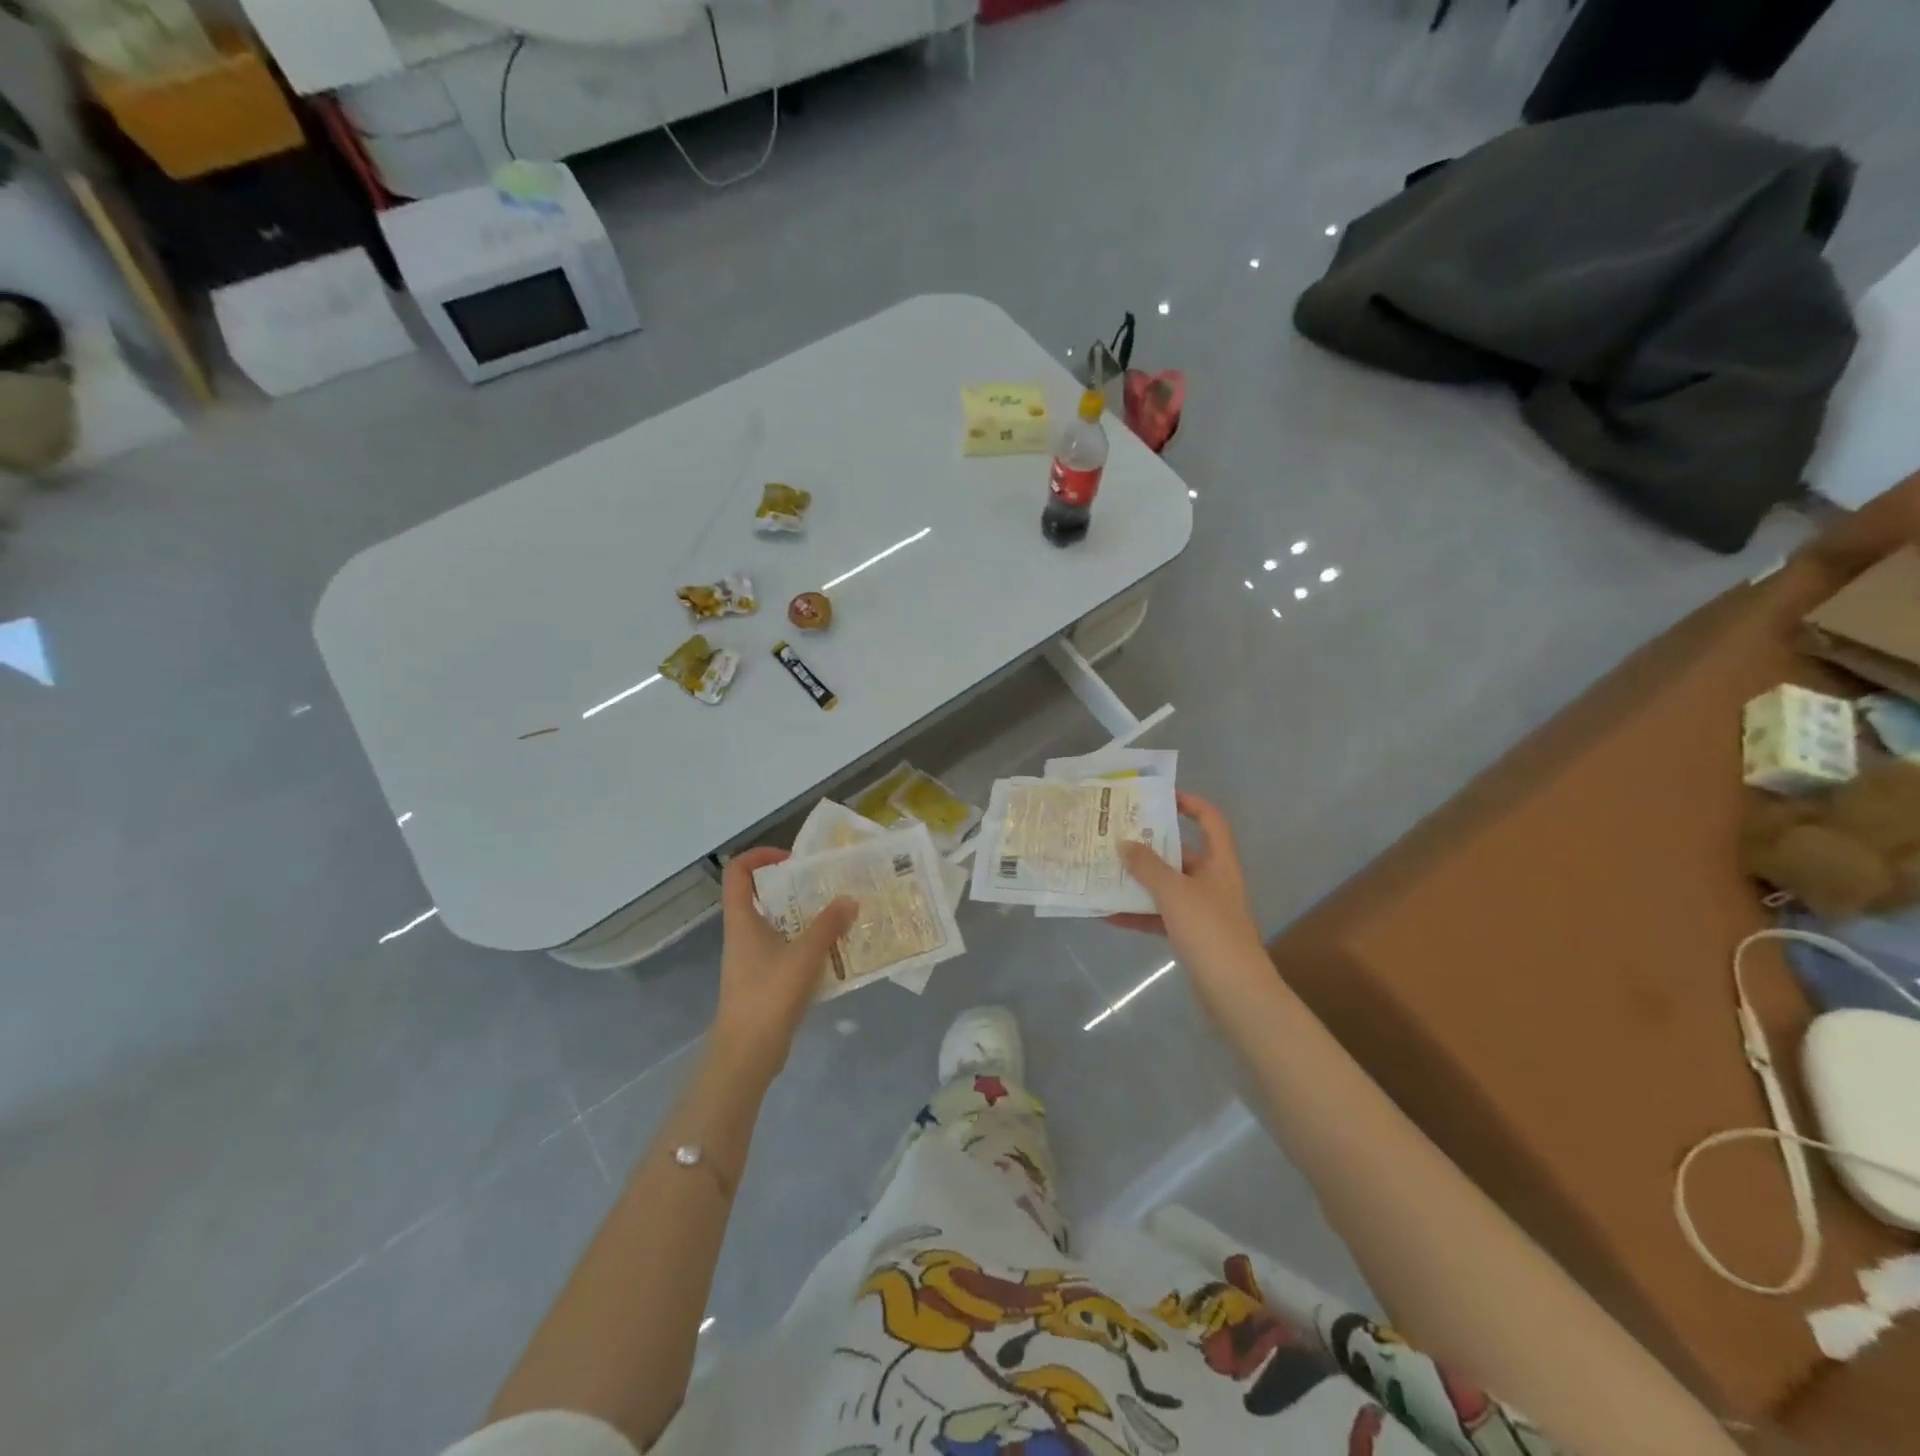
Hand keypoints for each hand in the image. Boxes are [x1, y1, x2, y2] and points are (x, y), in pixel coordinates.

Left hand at [711, 848, 856, 1076]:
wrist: (746, 1054)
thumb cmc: (768, 996)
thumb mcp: (803, 956)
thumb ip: (828, 925)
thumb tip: (849, 899)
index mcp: (742, 921)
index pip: (738, 873)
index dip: (760, 856)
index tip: (792, 859)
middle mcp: (743, 935)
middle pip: (761, 897)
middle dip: (794, 887)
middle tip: (825, 886)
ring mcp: (752, 960)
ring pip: (777, 925)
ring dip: (805, 918)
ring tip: (837, 915)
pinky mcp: (764, 981)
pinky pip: (786, 951)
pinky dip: (807, 945)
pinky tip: (834, 952)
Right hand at [1108, 792, 1266, 999]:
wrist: (1235, 992)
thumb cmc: (1210, 931)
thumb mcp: (1175, 892)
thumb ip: (1148, 866)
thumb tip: (1125, 842)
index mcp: (1218, 864)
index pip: (1210, 821)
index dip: (1190, 804)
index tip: (1159, 797)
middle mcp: (1212, 882)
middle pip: (1179, 854)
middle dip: (1148, 846)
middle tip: (1115, 836)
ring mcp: (1202, 911)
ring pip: (1165, 887)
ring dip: (1137, 882)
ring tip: (1103, 872)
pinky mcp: (1191, 937)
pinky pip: (1159, 917)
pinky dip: (1137, 915)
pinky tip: (1108, 915)